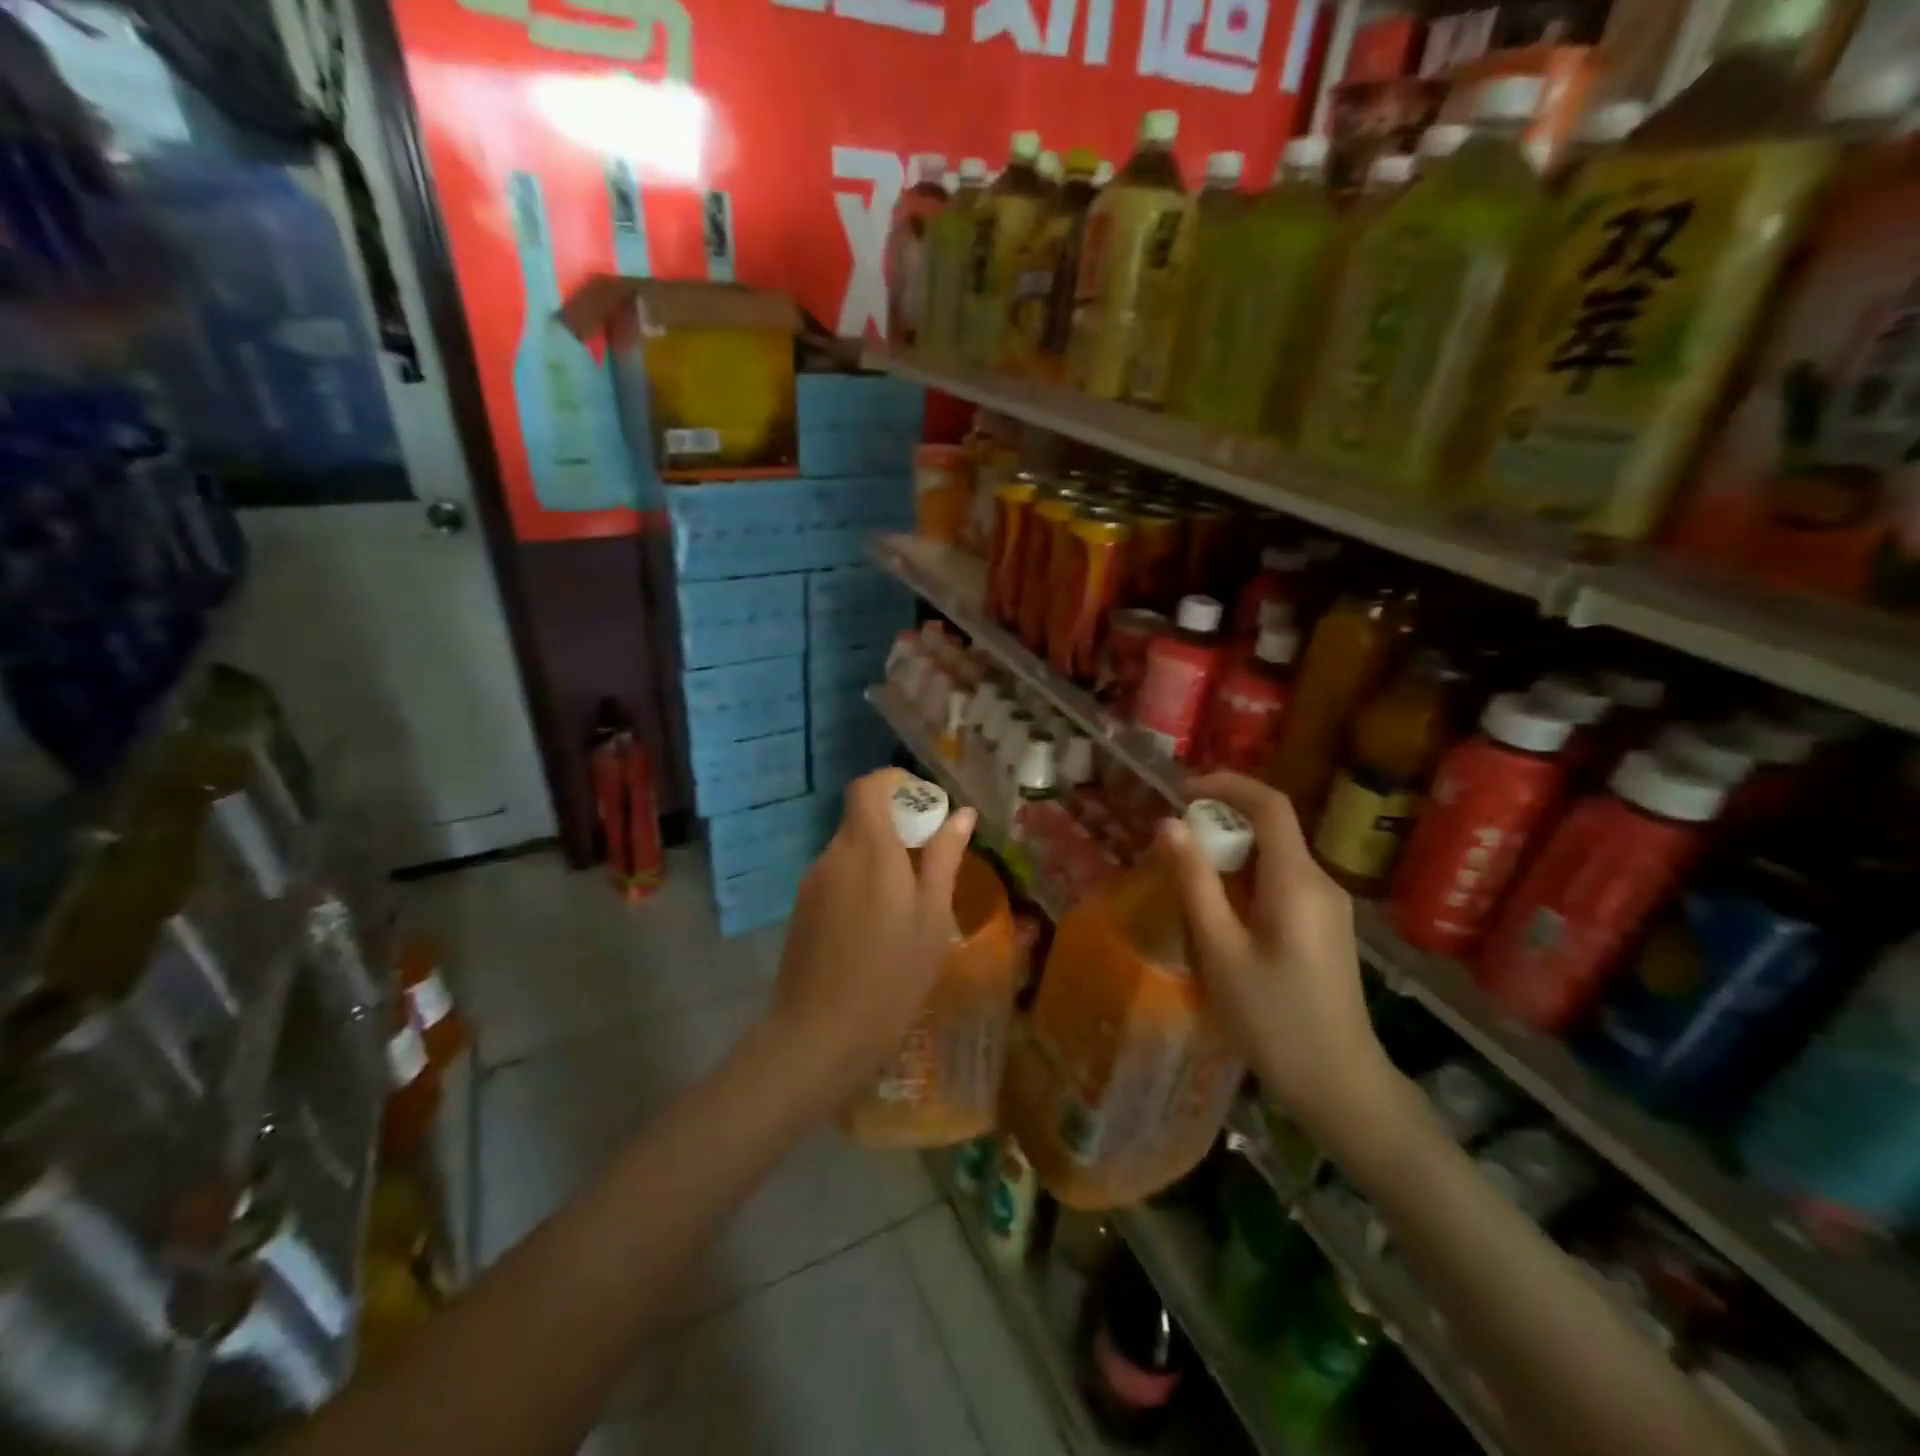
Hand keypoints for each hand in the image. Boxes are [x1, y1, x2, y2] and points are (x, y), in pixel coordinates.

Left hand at [767, 768, 977, 1106]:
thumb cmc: (891, 977)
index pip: (869, 786)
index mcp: (869, 849)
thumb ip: (944, 859)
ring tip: (908, 905)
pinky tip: (877, 928)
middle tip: (930, 863)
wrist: (818, 1035)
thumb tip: (961, 815)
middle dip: (896, 827)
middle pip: (861, 817)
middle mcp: (835, 854)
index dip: (896, 784)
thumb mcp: (931, 918)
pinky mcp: (802, 908)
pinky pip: (837, 876)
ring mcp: (813, 882)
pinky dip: (861, 883)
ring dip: (880, 858)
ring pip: (851, 849)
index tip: (925, 808)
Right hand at [1158, 771, 1398, 1152]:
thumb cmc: (1273, 1019)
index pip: (1270, 804)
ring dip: (1231, 854)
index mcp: (1297, 881)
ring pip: (1276, 857)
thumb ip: (1194, 883)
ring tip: (1188, 880)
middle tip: (1173, 845)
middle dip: (1221, 822)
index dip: (1226, 785)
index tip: (1181, 791)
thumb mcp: (1220, 950)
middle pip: (1272, 828)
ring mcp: (1329, 906)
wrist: (1341, 1086)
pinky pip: (1283, 883)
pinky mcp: (1326, 928)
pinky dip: (1247, 879)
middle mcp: (1321, 882)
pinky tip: (1222, 915)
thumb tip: (1169, 825)